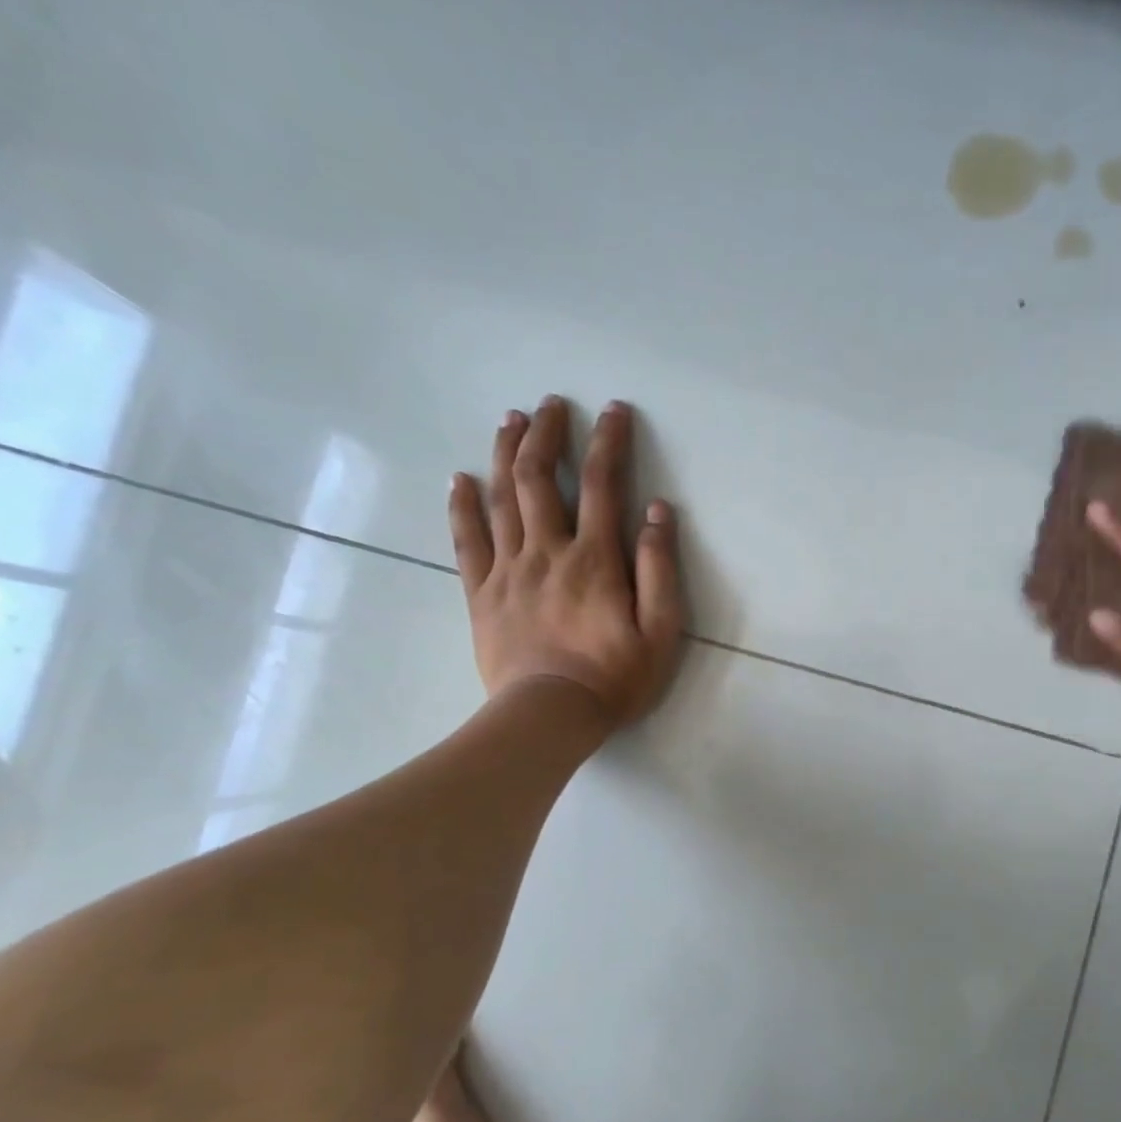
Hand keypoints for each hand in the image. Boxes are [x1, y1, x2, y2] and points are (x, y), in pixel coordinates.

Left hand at [448, 396, 683, 729]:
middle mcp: (547, 552)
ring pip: (501, 499)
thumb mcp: (660, 630)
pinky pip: (466, 540)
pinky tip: (460, 479)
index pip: (603, 485)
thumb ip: (660, 569)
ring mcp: (508, 571)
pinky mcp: (481, 594)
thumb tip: (658, 512)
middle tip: (550, 404)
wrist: (548, 717)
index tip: (613, 411)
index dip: (609, 442)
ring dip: (505, 454)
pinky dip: (462, 506)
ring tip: (510, 420)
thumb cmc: (614, 677)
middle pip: (540, 478)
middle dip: (547, 434)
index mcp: (594, 559)